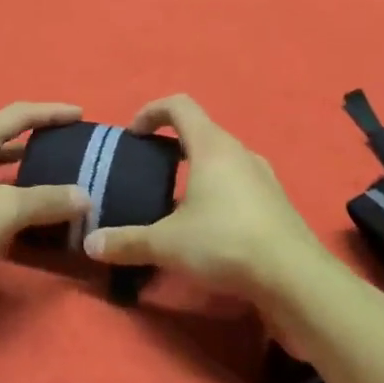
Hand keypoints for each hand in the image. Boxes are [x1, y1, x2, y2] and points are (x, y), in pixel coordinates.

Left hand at [0, 102, 90, 299]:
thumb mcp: (8, 210)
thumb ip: (49, 200)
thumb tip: (85, 197)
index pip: (22, 113)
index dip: (53, 113)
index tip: (80, 115)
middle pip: (4, 134)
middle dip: (36, 140)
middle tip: (67, 148)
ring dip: (19, 167)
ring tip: (48, 177)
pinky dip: (3, 190)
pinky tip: (15, 209)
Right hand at [82, 95, 326, 303]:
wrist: (294, 277)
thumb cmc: (225, 243)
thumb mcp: (167, 244)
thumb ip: (127, 241)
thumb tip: (90, 243)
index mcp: (213, 147)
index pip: (179, 105)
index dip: (151, 112)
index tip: (133, 136)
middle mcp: (240, 153)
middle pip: (201, 133)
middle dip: (171, 146)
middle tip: (148, 172)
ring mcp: (263, 177)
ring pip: (222, 161)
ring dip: (196, 173)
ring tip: (174, 204)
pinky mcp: (276, 204)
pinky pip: (238, 186)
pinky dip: (217, 194)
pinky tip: (206, 229)